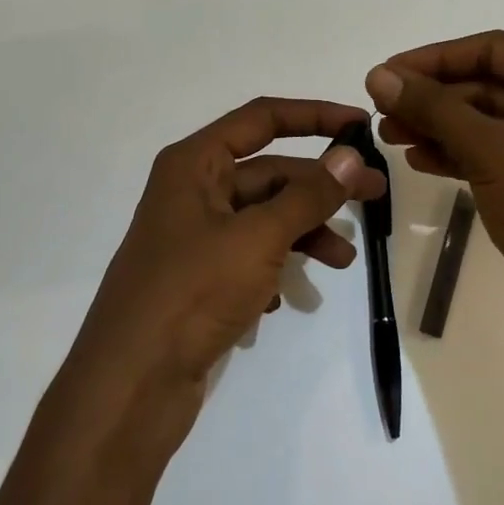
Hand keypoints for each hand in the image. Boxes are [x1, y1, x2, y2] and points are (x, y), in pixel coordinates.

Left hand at [58, 98, 385, 451]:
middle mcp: (193, 191)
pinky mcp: (199, 279)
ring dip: (306, 231)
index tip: (360, 125)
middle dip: (321, 185)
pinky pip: (250, 256)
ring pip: (264, 217)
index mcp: (195, 163)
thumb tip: (351, 156)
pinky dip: (276, 267)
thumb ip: (308, 195)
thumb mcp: (259, 237)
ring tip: (343, 261)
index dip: (314, 116)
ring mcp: (195, 237)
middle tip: (376, 196)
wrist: (128, 389)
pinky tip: (284, 299)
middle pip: (269, 171)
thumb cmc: (192, 292)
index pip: (262, 118)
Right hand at [366, 31, 503, 347]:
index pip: (496, 49)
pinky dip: (459, 153)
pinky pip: (498, 153)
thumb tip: (378, 75)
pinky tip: (418, 160)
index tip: (388, 71)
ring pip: (490, 122)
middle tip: (382, 108)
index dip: (437, 58)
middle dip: (435, 98)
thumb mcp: (488, 149)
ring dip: (440, 126)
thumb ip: (432, 106)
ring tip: (388, 135)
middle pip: (491, 85)